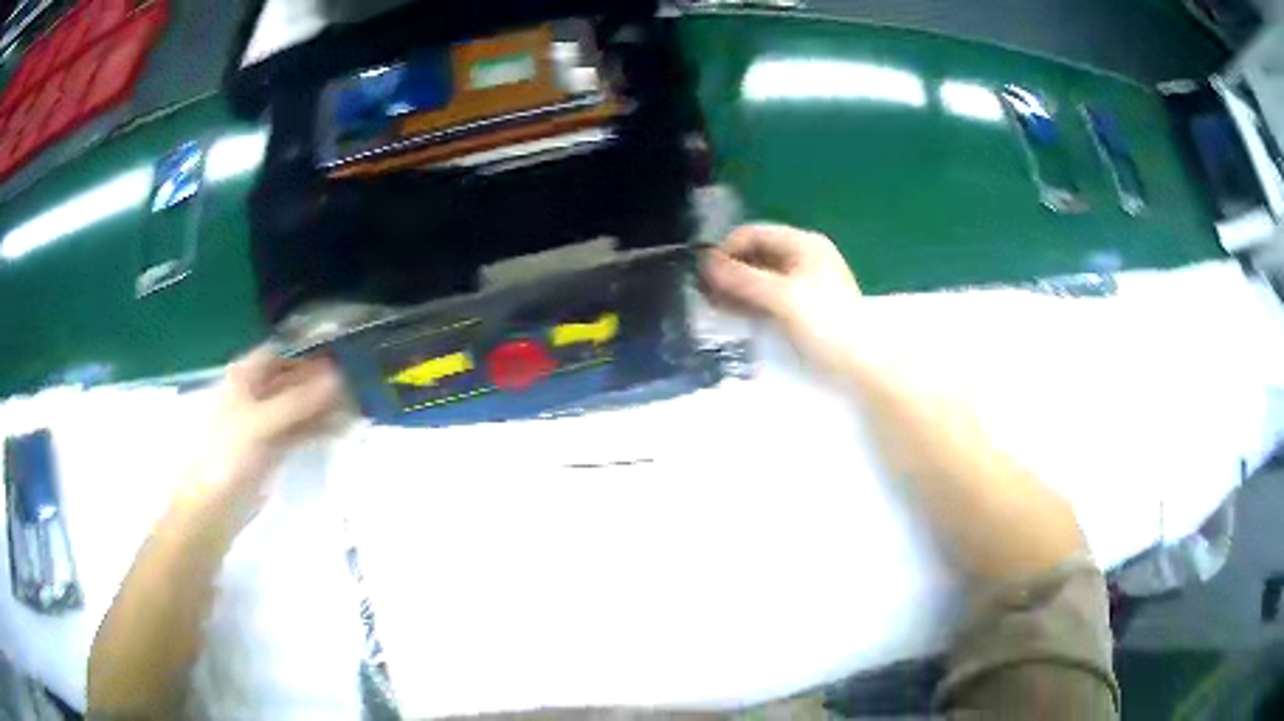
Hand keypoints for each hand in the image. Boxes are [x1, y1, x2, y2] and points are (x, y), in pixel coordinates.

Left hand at [184, 348, 348, 509]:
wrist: (211, 509)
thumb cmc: (226, 457)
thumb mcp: (260, 424)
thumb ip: (297, 402)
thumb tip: (337, 377)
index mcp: (241, 380)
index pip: (275, 356)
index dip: (302, 357)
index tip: (335, 363)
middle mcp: (251, 397)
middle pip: (287, 382)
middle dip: (316, 385)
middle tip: (351, 392)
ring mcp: (260, 426)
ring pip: (294, 409)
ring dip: (319, 409)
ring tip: (352, 414)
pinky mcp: (268, 452)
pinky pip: (295, 433)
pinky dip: (314, 430)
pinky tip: (336, 432)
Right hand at [703, 224, 863, 378]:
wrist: (864, 363)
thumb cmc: (826, 323)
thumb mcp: (782, 298)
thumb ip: (743, 278)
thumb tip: (705, 262)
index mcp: (803, 243)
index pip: (754, 233)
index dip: (727, 249)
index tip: (704, 274)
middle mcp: (804, 256)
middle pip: (757, 253)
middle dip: (730, 270)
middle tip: (705, 293)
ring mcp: (805, 281)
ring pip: (762, 275)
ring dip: (738, 287)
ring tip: (715, 306)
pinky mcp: (804, 305)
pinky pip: (770, 294)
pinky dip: (751, 300)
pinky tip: (736, 313)